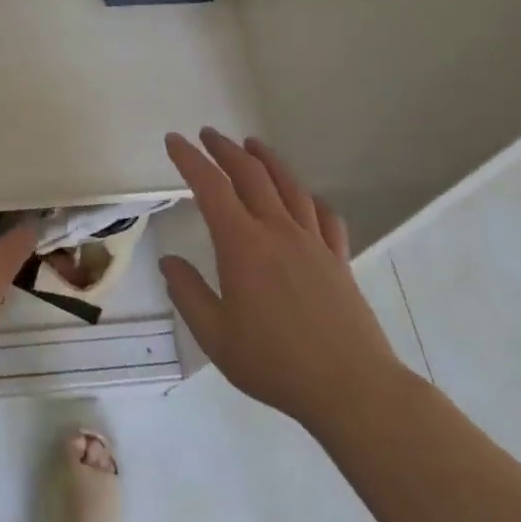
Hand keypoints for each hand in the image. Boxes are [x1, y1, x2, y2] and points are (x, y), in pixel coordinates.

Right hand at [159, 128, 405, 428]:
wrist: (351, 387)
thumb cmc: (274, 363)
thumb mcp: (215, 336)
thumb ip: (188, 294)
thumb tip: (169, 262)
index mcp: (243, 245)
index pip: (211, 187)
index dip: (189, 159)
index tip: (174, 140)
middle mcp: (278, 231)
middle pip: (251, 174)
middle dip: (225, 149)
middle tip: (208, 135)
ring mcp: (313, 242)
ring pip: (289, 185)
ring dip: (266, 160)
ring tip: (252, 145)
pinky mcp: (339, 259)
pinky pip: (324, 215)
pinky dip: (309, 197)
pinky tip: (305, 198)